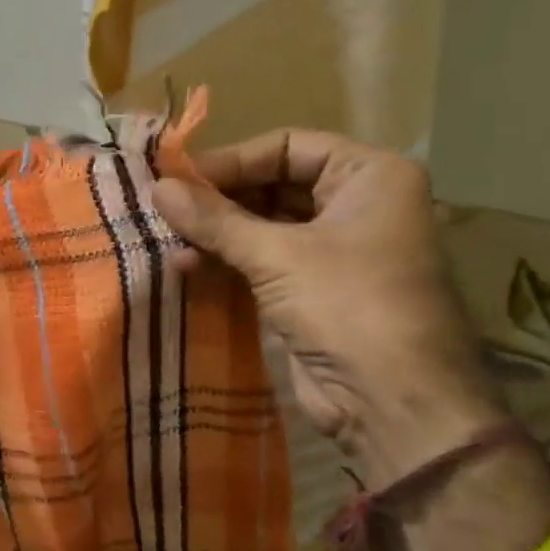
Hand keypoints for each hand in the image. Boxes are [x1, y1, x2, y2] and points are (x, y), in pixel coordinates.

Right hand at [152, 130, 506, 485]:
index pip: (288, 147)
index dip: (232, 160)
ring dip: (218, 233)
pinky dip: (228, 261)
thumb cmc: (348, 306)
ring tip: (169, 240)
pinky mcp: (314, 291)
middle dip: (220, 199)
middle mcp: (357, 205)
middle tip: (166, 208)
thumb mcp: (277, 255)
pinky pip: (264, 261)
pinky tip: (186, 267)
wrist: (392, 403)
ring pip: (265, 225)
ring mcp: (335, 251)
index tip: (179, 178)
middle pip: (275, 184)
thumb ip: (215, 219)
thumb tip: (156, 187)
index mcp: (369, 176)